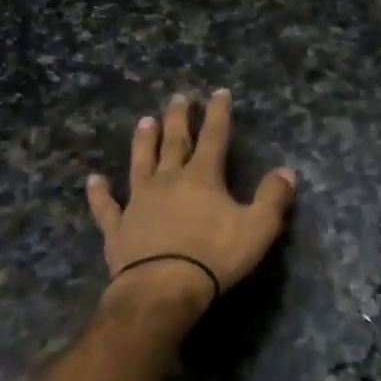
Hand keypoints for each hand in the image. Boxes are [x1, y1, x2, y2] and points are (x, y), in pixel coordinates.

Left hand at [86, 89, 295, 326]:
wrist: (162, 288)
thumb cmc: (214, 256)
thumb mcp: (258, 227)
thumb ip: (273, 197)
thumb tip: (286, 171)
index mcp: (203, 177)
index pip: (214, 136)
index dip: (218, 113)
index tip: (218, 92)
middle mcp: (169, 180)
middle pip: (174, 142)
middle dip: (178, 118)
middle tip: (178, 97)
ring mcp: (139, 202)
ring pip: (141, 163)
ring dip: (143, 142)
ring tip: (145, 121)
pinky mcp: (117, 228)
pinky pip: (106, 206)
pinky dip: (99, 193)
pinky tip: (93, 180)